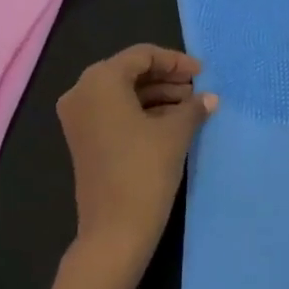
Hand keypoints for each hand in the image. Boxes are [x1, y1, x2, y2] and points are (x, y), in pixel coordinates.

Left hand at [56, 44, 215, 284]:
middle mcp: (82, 91)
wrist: (114, 233)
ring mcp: (79, 117)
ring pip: (123, 93)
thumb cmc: (144, 172)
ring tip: (191, 107)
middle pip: (130, 72)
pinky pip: (114, 112)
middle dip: (166, 79)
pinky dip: (141, 112)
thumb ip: (193, 107)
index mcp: (100, 80)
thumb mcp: (175, 134)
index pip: (142, 55)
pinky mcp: (83, 139)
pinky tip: (172, 122)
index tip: (202, 73)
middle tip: (198, 90)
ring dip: (157, 96)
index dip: (175, 61)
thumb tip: (210, 98)